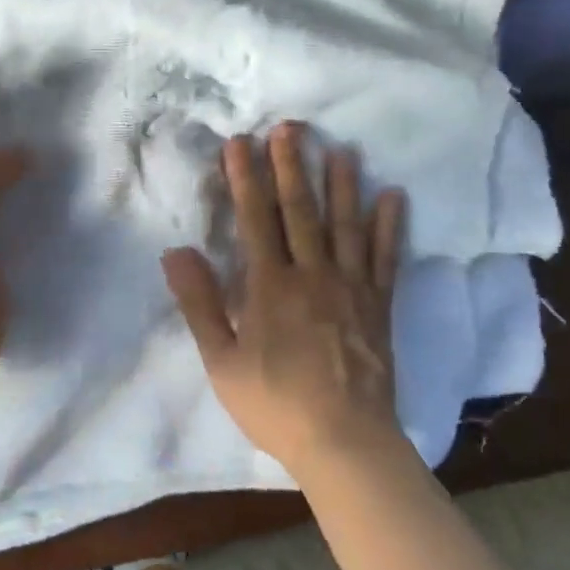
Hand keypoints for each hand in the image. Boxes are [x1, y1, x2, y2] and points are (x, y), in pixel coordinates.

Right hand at [162, 124, 406, 480]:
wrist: (344, 442)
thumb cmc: (275, 404)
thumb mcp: (222, 361)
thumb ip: (200, 304)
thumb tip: (176, 251)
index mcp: (270, 286)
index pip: (255, 220)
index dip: (246, 179)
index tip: (240, 143)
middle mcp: (312, 274)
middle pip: (300, 211)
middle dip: (292, 166)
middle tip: (290, 127)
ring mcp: (350, 287)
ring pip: (345, 225)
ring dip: (342, 184)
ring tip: (340, 148)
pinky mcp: (378, 305)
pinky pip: (385, 258)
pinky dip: (389, 226)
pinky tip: (393, 196)